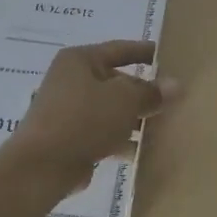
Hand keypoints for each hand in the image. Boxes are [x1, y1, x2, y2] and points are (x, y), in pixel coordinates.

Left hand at [4, 40, 175, 197]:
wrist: (41, 167)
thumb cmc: (83, 119)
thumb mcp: (124, 100)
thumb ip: (151, 92)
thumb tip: (175, 85)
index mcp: (79, 60)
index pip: (119, 49)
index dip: (144, 52)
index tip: (168, 56)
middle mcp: (70, 80)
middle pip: (115, 81)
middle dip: (141, 92)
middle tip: (171, 99)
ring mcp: (67, 111)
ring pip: (109, 109)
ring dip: (133, 118)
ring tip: (162, 126)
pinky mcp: (68, 139)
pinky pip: (101, 133)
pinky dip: (119, 139)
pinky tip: (140, 151)